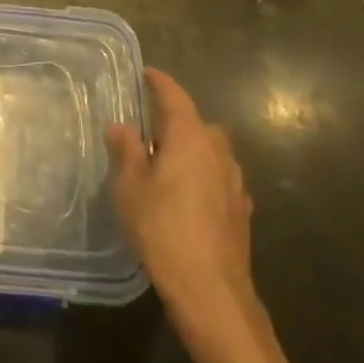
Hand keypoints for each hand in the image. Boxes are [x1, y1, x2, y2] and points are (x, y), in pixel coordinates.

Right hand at [107, 69, 256, 335]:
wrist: (210, 289)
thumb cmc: (163, 228)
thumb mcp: (130, 186)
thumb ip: (127, 150)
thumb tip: (122, 126)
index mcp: (190, 137)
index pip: (175, 96)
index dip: (159, 82)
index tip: (146, 73)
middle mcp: (218, 151)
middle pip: (197, 123)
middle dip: (176, 121)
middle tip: (148, 128)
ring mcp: (234, 182)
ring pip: (211, 151)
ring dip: (191, 150)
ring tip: (165, 163)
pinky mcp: (241, 210)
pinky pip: (219, 178)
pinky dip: (202, 176)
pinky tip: (187, 195)